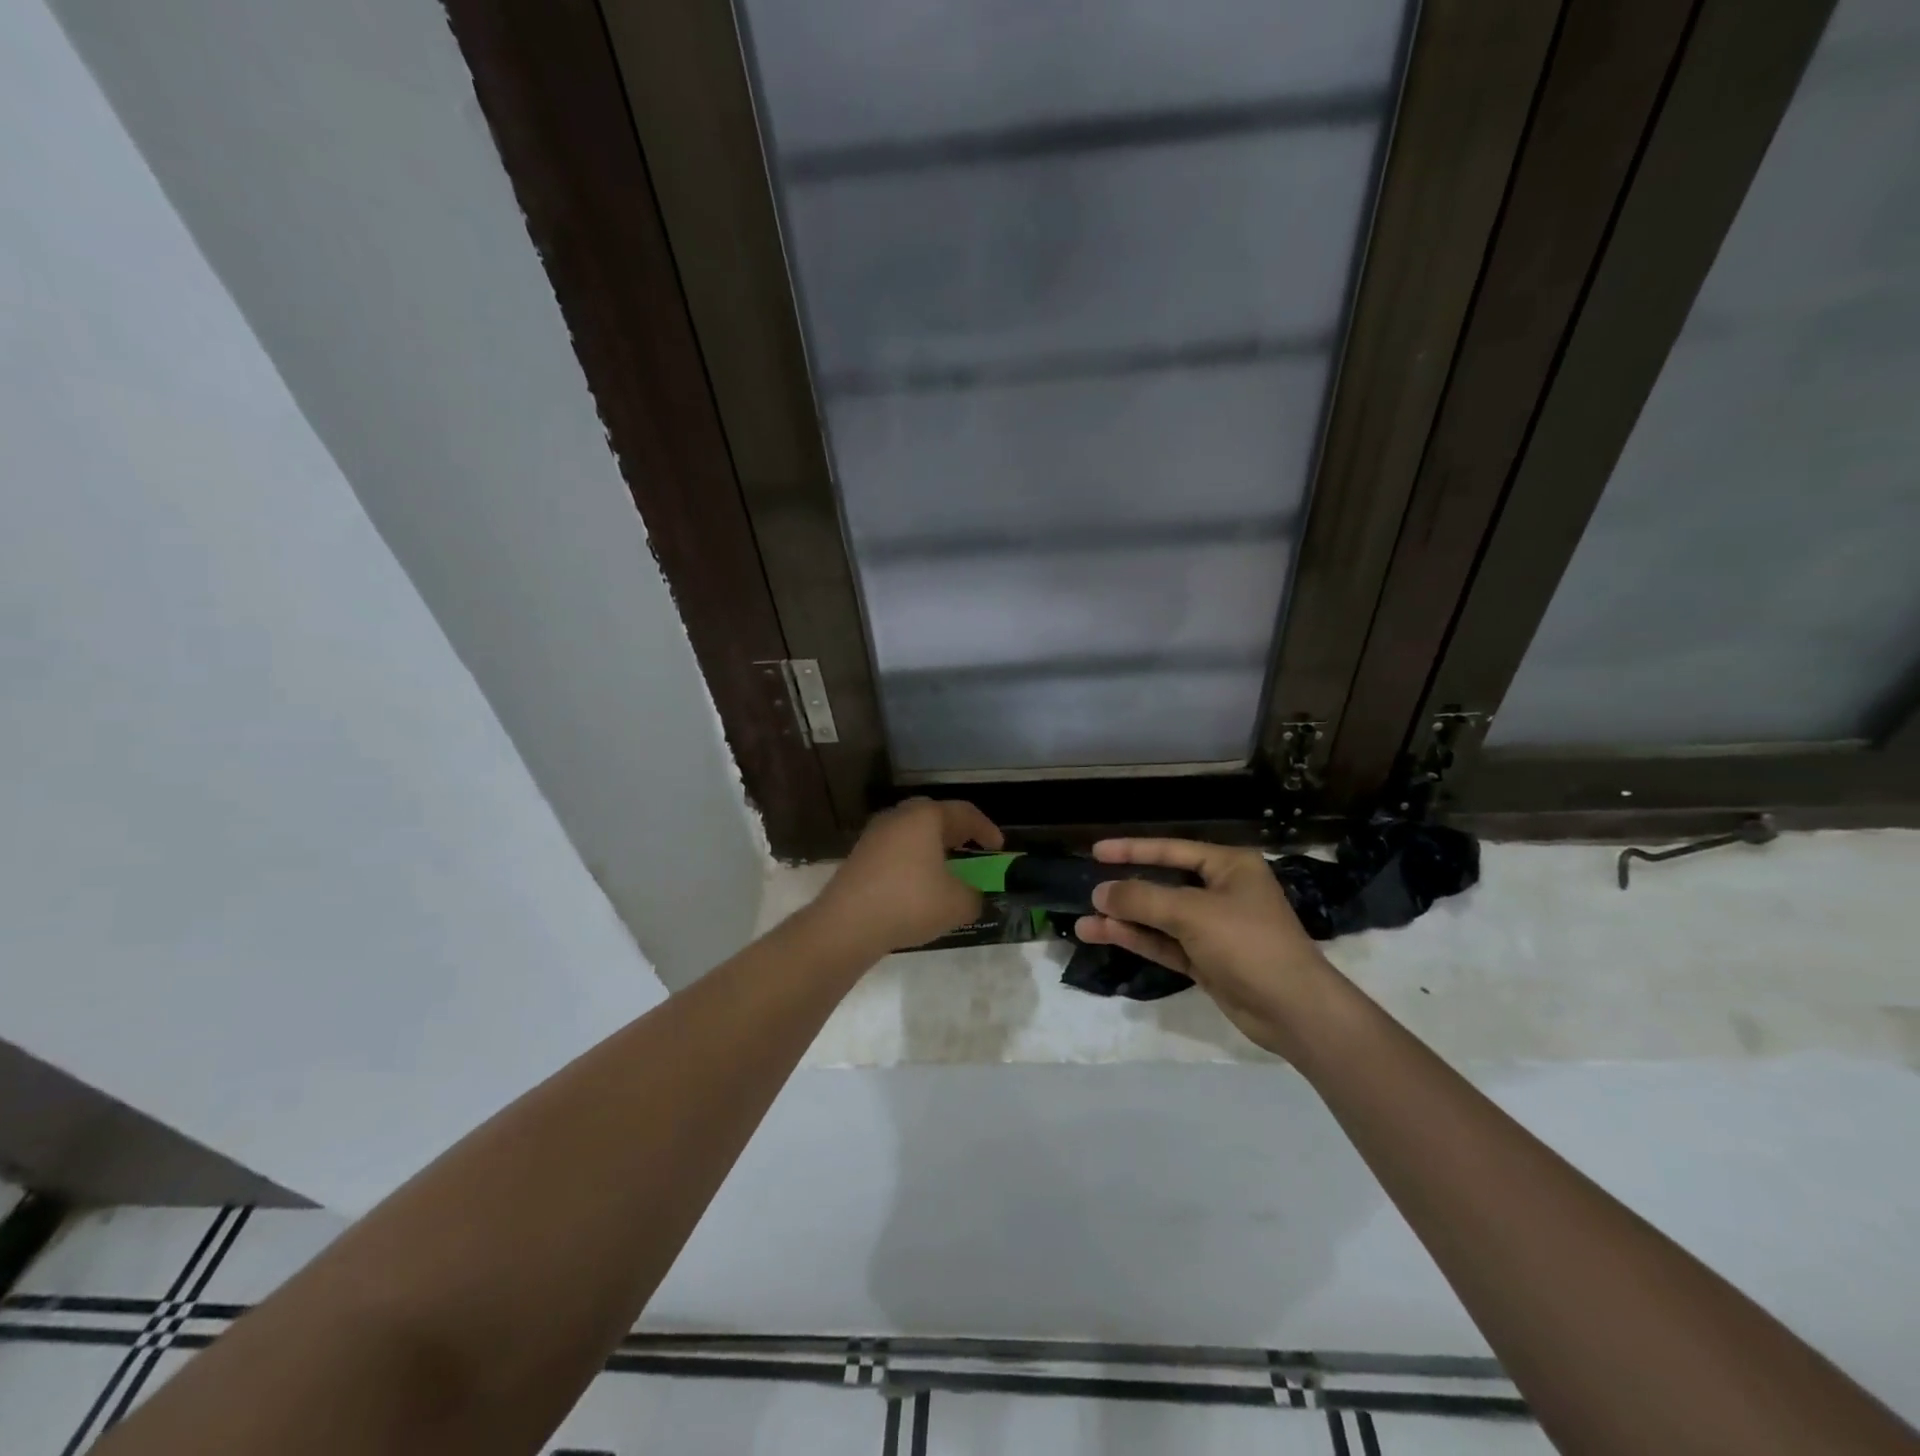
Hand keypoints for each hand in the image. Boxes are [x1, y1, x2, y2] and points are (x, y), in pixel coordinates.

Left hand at [815, 798, 1003, 954]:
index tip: (999, 847)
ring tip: (945, 868)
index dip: (986, 829)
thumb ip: (973, 896)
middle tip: (970, 848)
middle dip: (955, 831)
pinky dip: (911, 860)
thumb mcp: (957, 904)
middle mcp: (899, 817)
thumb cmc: (909, 903)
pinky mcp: (859, 856)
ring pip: (911, 832)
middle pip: (934, 816)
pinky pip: (895, 849)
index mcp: (926, 817)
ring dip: (931, 846)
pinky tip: (916, 884)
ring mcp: (874, 835)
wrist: (847, 924)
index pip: (964, 813)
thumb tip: (972, 896)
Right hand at [1074, 838, 1336, 1056]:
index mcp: (1229, 866)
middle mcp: (1221, 892)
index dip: (1133, 849)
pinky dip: (1138, 940)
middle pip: (1163, 884)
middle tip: (1088, 891)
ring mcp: (1213, 929)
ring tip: (1083, 924)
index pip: (1171, 849)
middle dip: (1126, 890)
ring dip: (1124, 921)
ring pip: (1159, 918)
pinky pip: (1165, 944)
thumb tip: (1100, 893)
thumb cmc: (1249, 944)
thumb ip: (1143, 899)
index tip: (1097, 851)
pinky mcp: (1207, 960)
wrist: (1295, 1011)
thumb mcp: (1192, 913)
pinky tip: (1107, 936)